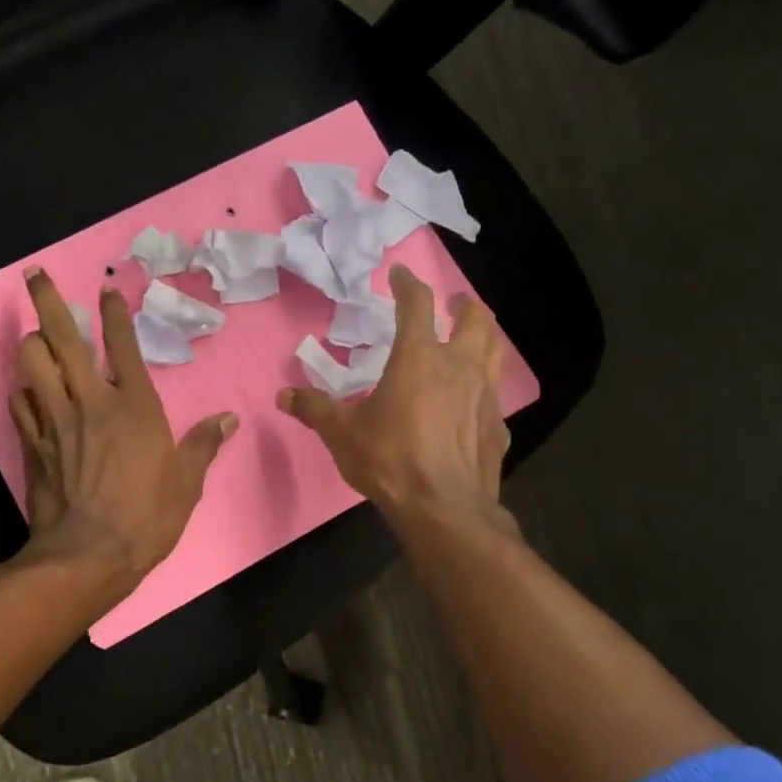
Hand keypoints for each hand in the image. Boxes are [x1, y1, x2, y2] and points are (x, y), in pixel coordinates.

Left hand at [9, 267, 236, 595]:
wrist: (89, 556)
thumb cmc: (146, 518)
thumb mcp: (187, 484)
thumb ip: (204, 445)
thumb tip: (228, 420)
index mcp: (135, 406)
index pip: (123, 347)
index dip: (114, 314)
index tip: (106, 289)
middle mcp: (91, 402)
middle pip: (63, 339)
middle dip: (49, 301)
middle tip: (35, 275)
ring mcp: (56, 421)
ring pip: (32, 364)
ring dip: (31, 344)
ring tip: (34, 335)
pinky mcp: (33, 444)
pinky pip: (20, 404)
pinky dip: (23, 391)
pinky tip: (28, 390)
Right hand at [278, 266, 513, 532]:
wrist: (444, 507)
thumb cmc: (390, 460)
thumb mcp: (342, 434)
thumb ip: (315, 409)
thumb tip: (284, 396)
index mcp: (419, 358)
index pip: (417, 304)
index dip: (408, 283)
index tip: (401, 273)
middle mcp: (459, 366)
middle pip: (475, 319)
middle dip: (464, 304)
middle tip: (455, 301)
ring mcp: (485, 394)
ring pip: (495, 349)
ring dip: (484, 335)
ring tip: (472, 336)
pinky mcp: (498, 425)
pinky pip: (494, 392)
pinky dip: (484, 384)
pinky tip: (472, 400)